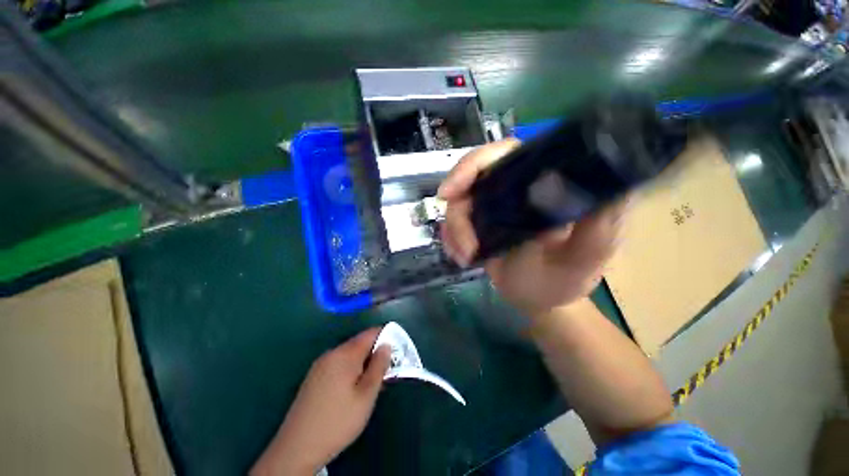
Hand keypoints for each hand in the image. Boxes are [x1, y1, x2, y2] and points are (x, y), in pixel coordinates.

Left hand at [251, 328, 390, 475]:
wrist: (297, 448)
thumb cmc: (338, 420)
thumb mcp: (366, 395)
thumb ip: (379, 366)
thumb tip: (387, 345)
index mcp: (345, 354)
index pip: (370, 334)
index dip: (386, 337)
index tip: (397, 350)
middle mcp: (331, 354)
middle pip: (359, 344)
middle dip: (374, 353)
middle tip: (385, 372)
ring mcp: (319, 365)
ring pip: (348, 355)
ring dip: (363, 363)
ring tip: (371, 384)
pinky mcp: (313, 377)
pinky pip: (337, 364)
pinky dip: (350, 370)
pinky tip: (352, 390)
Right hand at [438, 139, 627, 316]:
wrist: (539, 300)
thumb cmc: (566, 278)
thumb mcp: (587, 256)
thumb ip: (597, 224)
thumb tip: (589, 184)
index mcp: (541, 182)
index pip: (506, 153)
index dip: (475, 165)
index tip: (453, 191)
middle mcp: (514, 187)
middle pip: (472, 176)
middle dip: (457, 203)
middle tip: (458, 236)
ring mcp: (492, 205)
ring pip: (458, 202)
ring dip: (455, 231)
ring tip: (466, 257)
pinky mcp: (477, 223)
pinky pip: (453, 222)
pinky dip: (451, 238)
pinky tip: (461, 256)